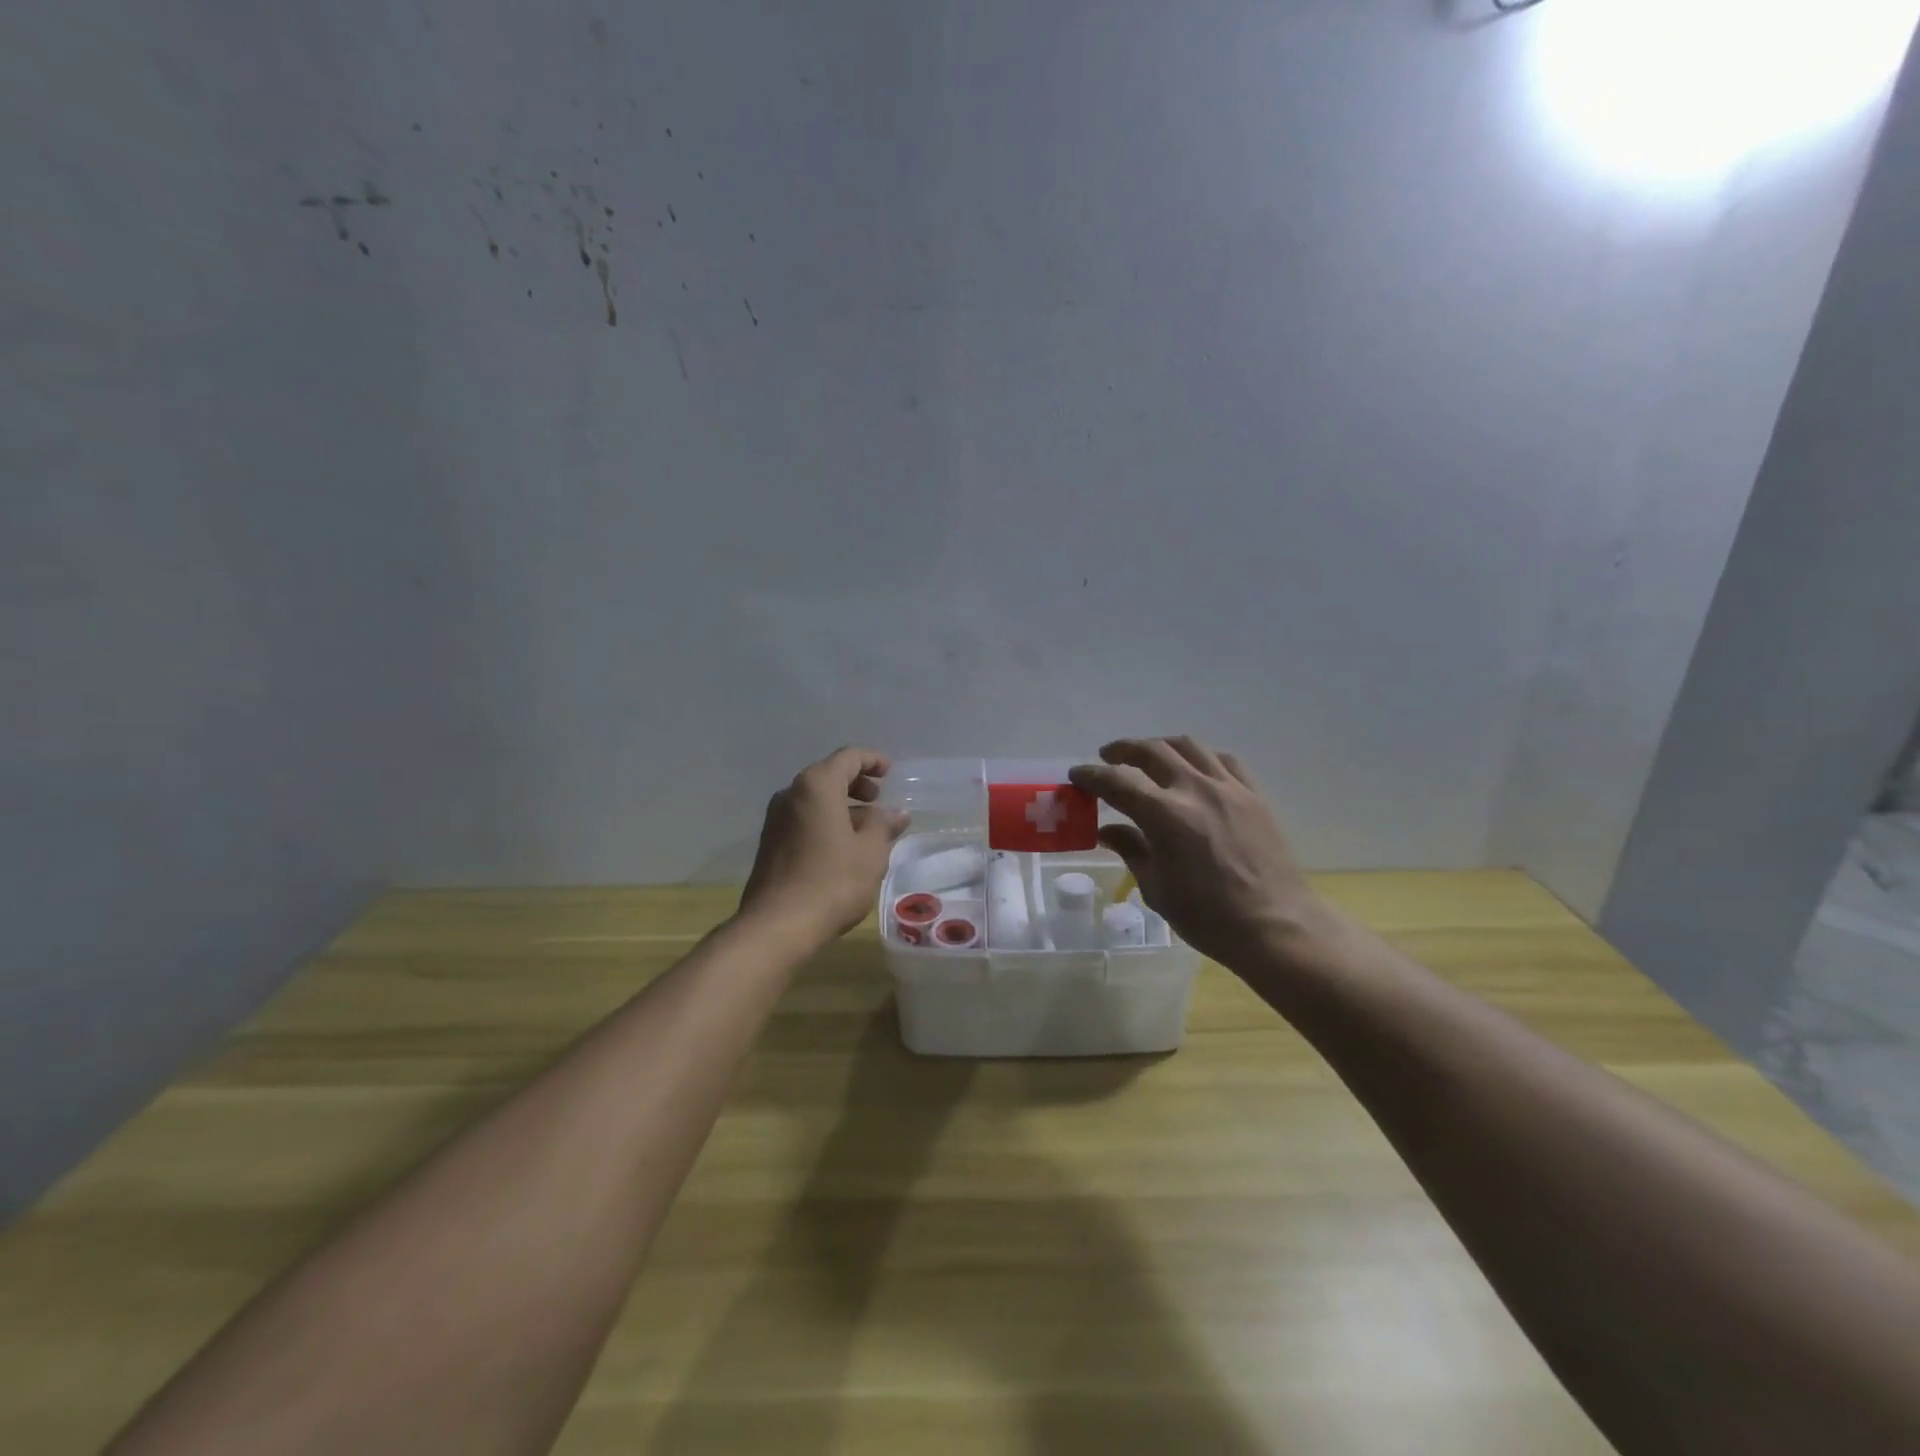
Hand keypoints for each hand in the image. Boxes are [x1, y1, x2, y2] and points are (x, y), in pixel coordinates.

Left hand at [739, 747, 907, 943]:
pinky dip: (825, 822)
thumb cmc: (832, 882)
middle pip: (828, 775)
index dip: (872, 760)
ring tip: (867, 829)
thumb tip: (895, 813)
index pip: (848, 758)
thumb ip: (883, 825)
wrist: (777, 926)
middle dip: (856, 784)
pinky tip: (843, 847)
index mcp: (816, 786)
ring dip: (842, 806)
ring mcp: (776, 819)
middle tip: (878, 800)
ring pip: (815, 800)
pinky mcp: (770, 844)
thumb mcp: (870, 852)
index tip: (890, 771)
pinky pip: (803, 819)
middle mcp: (790, 794)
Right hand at [1070, 737, 1341, 973]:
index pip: (1116, 781)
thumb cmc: (1208, 917)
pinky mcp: (1254, 795)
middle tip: (1107, 757)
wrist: (1276, 927)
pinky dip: (1200, 758)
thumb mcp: (1156, 888)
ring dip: (1161, 746)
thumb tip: (1108, 831)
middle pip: (1152, 751)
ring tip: (1148, 756)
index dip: (1091, 775)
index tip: (1077, 775)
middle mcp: (1195, 789)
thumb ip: (1131, 849)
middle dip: (1123, 750)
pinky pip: (1224, 760)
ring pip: (1189, 746)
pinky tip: (1195, 769)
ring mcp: (1229, 788)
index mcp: (1164, 815)